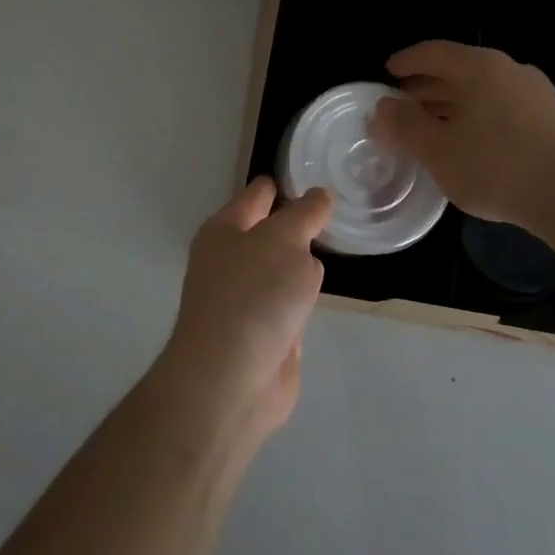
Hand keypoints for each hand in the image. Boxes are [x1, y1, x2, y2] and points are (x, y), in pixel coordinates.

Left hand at [161, 178, 329, 441]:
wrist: (231, 379)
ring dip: (300, 265)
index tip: (304, 175)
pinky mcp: (262, 334)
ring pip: (280, 270)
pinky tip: (316, 298)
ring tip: (329, 247)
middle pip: (268, 233)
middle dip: (294, 225)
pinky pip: (288, 305)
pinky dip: (301, 302)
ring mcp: (245, 300)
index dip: (277, 186)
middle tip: (329, 211)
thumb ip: (305, 215)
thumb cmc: (254, 295)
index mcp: (225, 230)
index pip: (255, 197)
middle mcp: (230, 261)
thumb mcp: (285, 240)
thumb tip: (319, 196)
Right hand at [370, 40, 554, 231]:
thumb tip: (381, 107)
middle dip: (426, 85)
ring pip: (481, 89)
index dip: (406, 61)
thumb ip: (404, 125)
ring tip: (431, 125)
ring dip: (451, 102)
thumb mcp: (438, 150)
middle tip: (402, 103)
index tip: (387, 72)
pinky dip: (476, 115)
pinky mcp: (552, 118)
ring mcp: (536, 93)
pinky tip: (469, 142)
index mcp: (479, 67)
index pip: (433, 51)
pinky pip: (501, 105)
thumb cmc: (497, 167)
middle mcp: (509, 69)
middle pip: (458, 68)